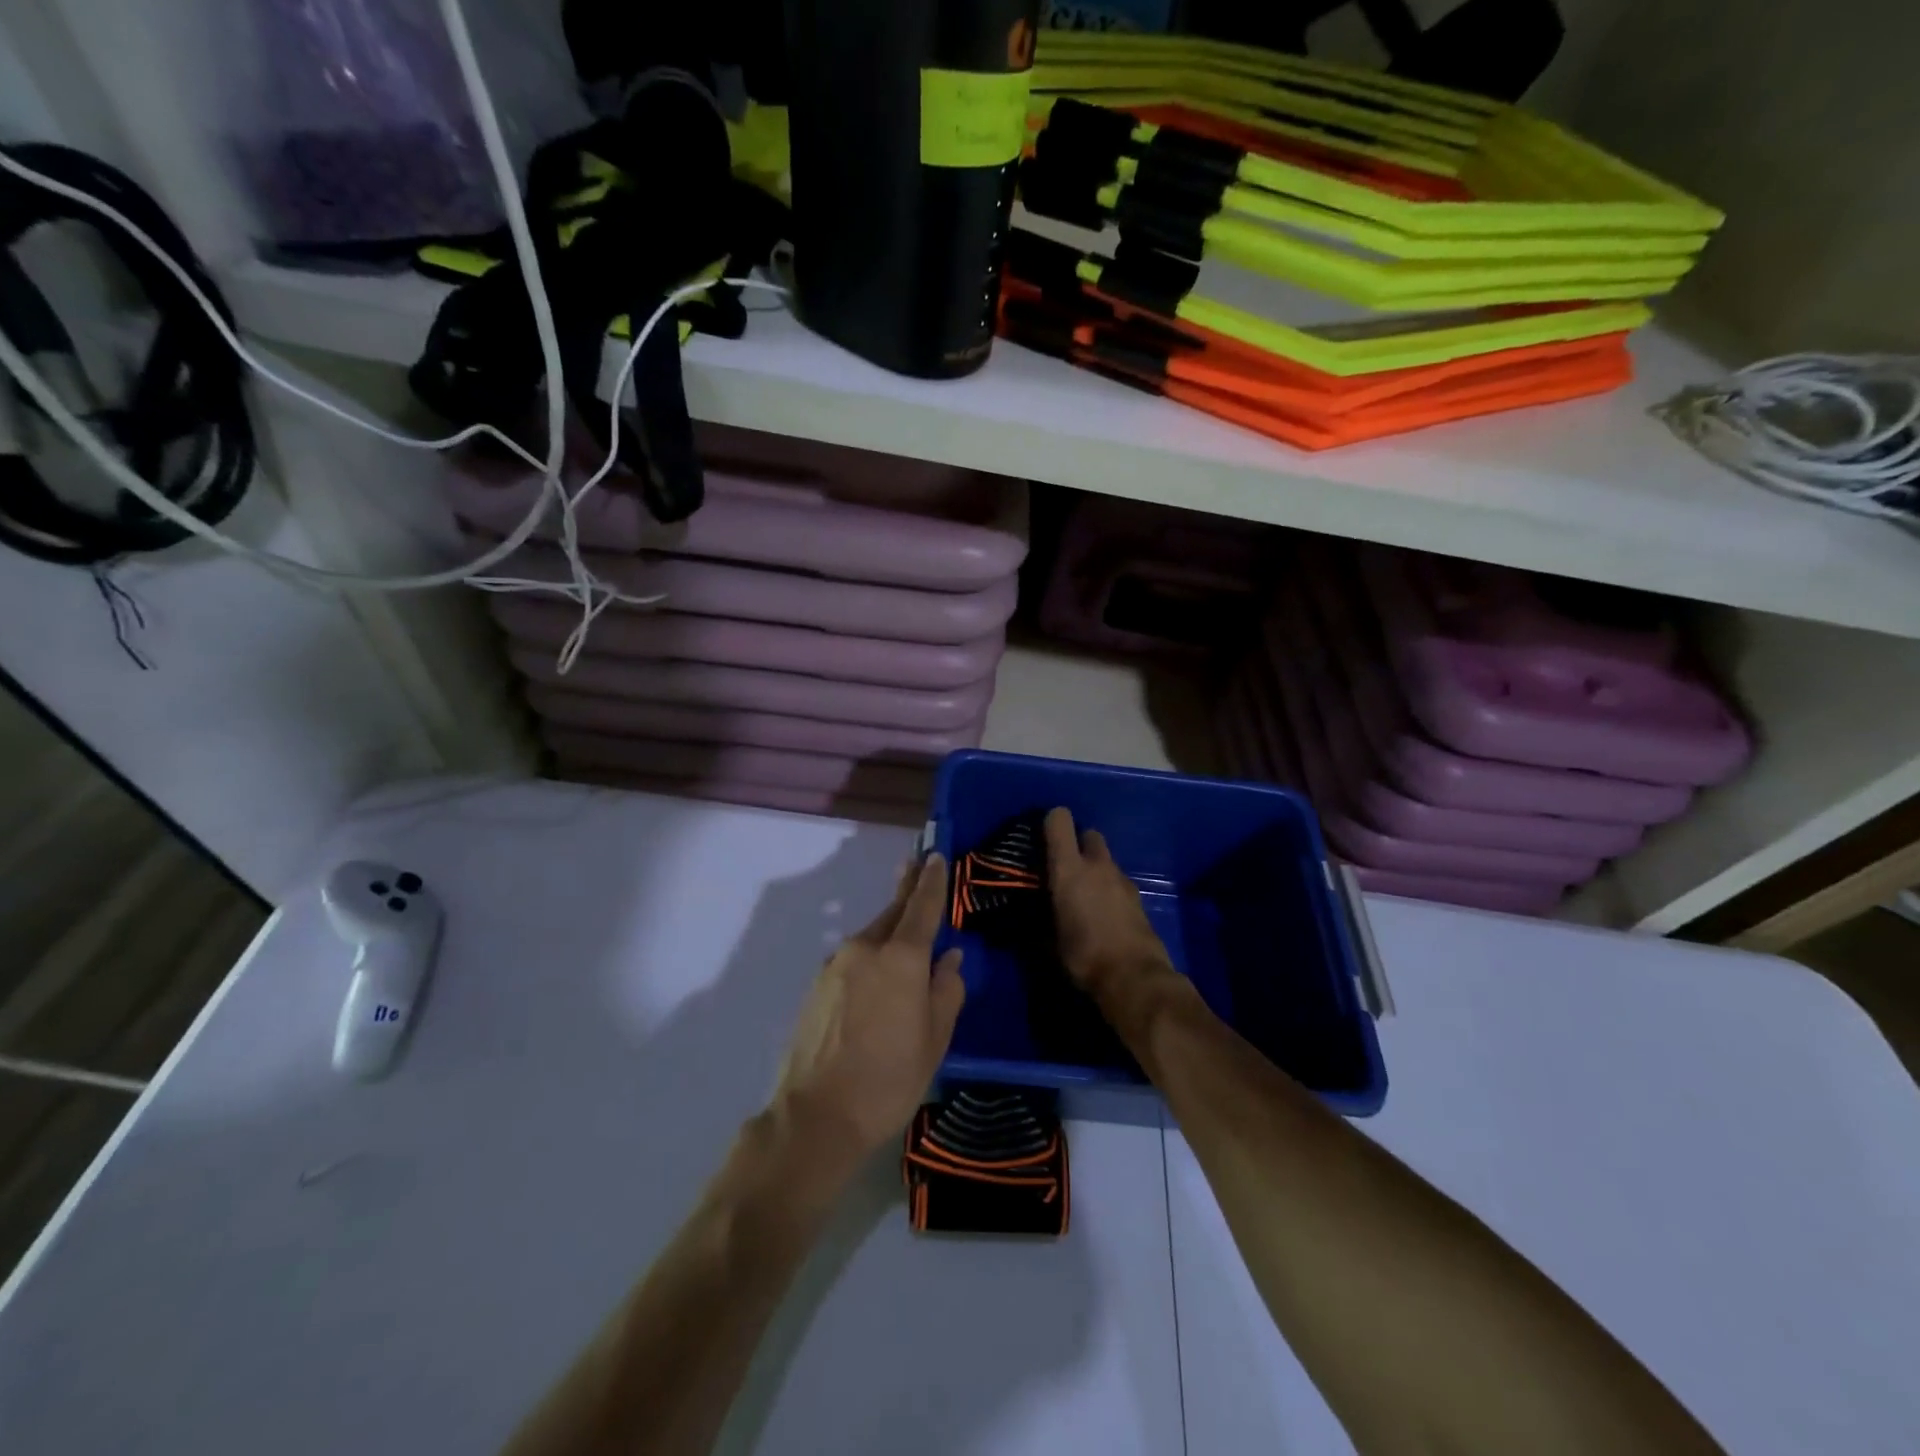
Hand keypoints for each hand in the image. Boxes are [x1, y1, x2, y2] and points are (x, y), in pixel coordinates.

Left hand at [771, 855, 966, 1168]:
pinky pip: (854, 959)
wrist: (815, 1116)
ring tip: (906, 937)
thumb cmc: (888, 1080)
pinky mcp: (818, 985)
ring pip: (872, 937)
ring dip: (890, 929)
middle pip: (893, 912)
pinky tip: (877, 977)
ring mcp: (836, 965)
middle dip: (908, 890)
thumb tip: (950, 959)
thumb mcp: (934, 1040)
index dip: (932, 881)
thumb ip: (946, 992)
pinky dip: (871, 956)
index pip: (922, 906)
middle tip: (918, 865)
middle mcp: (865, 949)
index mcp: (901, 958)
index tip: (937, 856)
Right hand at [1045, 807, 1177, 1004]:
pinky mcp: (1138, 897)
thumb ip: (1039, 919)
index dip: (1051, 822)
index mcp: (1070, 868)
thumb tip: (1028, 918)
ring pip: (1106, 860)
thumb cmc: (1084, 956)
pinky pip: (1118, 881)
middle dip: (1078, 844)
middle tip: (1067, 867)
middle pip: (1089, 834)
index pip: (1060, 820)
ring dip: (1095, 869)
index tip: (1042, 837)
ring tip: (1084, 895)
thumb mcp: (1049, 941)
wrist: (1134, 977)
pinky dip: (1109, 889)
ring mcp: (1122, 879)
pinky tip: (1103, 912)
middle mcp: (1097, 865)